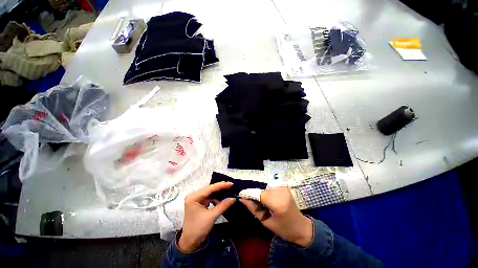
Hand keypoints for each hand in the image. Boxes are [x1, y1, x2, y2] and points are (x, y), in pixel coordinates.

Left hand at [178, 182, 235, 251]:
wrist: (190, 242)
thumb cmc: (198, 229)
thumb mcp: (212, 216)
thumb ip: (223, 205)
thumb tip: (234, 198)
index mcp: (194, 197)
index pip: (209, 188)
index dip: (221, 185)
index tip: (231, 183)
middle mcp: (194, 195)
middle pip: (210, 189)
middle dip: (220, 189)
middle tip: (231, 187)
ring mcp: (196, 199)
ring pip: (210, 193)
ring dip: (219, 194)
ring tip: (228, 192)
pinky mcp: (199, 203)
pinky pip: (209, 198)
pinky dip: (216, 198)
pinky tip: (222, 199)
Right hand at [240, 187, 312, 246]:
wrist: (301, 227)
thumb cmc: (284, 229)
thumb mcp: (266, 222)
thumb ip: (253, 209)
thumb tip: (242, 199)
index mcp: (278, 204)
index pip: (259, 194)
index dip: (249, 194)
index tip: (241, 195)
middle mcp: (281, 192)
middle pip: (262, 191)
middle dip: (256, 196)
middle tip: (255, 204)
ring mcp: (284, 188)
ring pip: (265, 189)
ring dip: (262, 195)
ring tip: (264, 204)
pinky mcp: (284, 187)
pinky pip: (270, 188)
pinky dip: (267, 193)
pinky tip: (269, 200)